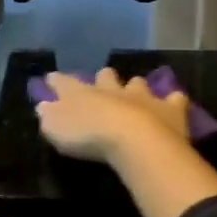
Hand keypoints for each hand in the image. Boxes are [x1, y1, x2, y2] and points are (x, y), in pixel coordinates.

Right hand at [35, 69, 191, 164]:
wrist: (133, 140)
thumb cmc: (88, 136)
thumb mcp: (56, 129)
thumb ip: (48, 116)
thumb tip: (43, 106)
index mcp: (81, 93)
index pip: (64, 82)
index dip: (56, 81)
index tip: (52, 78)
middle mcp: (111, 89)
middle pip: (105, 76)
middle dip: (103, 79)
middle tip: (102, 84)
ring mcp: (142, 96)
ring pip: (138, 83)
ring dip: (135, 88)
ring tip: (136, 94)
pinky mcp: (169, 108)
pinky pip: (173, 99)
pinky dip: (173, 101)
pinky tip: (174, 103)